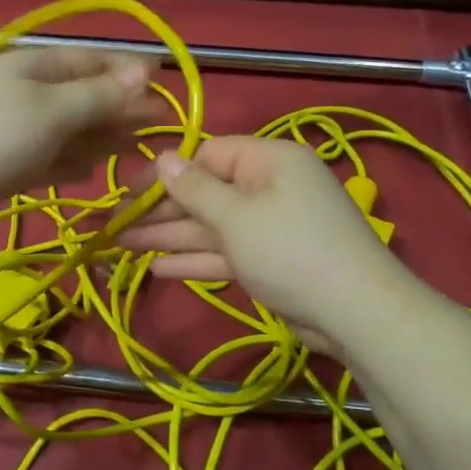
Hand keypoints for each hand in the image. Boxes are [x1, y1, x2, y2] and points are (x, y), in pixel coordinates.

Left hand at [0, 48, 156, 232]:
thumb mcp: (50, 111)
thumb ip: (98, 95)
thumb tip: (144, 70)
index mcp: (38, 68)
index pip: (95, 62)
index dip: (131, 74)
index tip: (166, 91)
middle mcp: (28, 93)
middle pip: (84, 97)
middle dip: (120, 111)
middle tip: (157, 132)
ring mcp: (13, 130)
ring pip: (68, 132)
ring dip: (99, 140)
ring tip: (133, 153)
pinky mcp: (3, 164)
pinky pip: (47, 159)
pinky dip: (69, 164)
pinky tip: (89, 173)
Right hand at [116, 136, 406, 350]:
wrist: (355, 314)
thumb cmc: (290, 250)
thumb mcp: (236, 216)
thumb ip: (195, 189)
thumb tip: (162, 157)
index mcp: (268, 161)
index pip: (208, 155)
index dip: (167, 173)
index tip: (129, 191)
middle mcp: (269, 187)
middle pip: (206, 193)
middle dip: (161, 210)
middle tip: (115, 222)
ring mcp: (270, 227)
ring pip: (211, 226)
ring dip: (170, 237)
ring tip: (121, 245)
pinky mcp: (270, 262)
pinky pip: (226, 252)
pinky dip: (195, 260)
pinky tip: (156, 268)